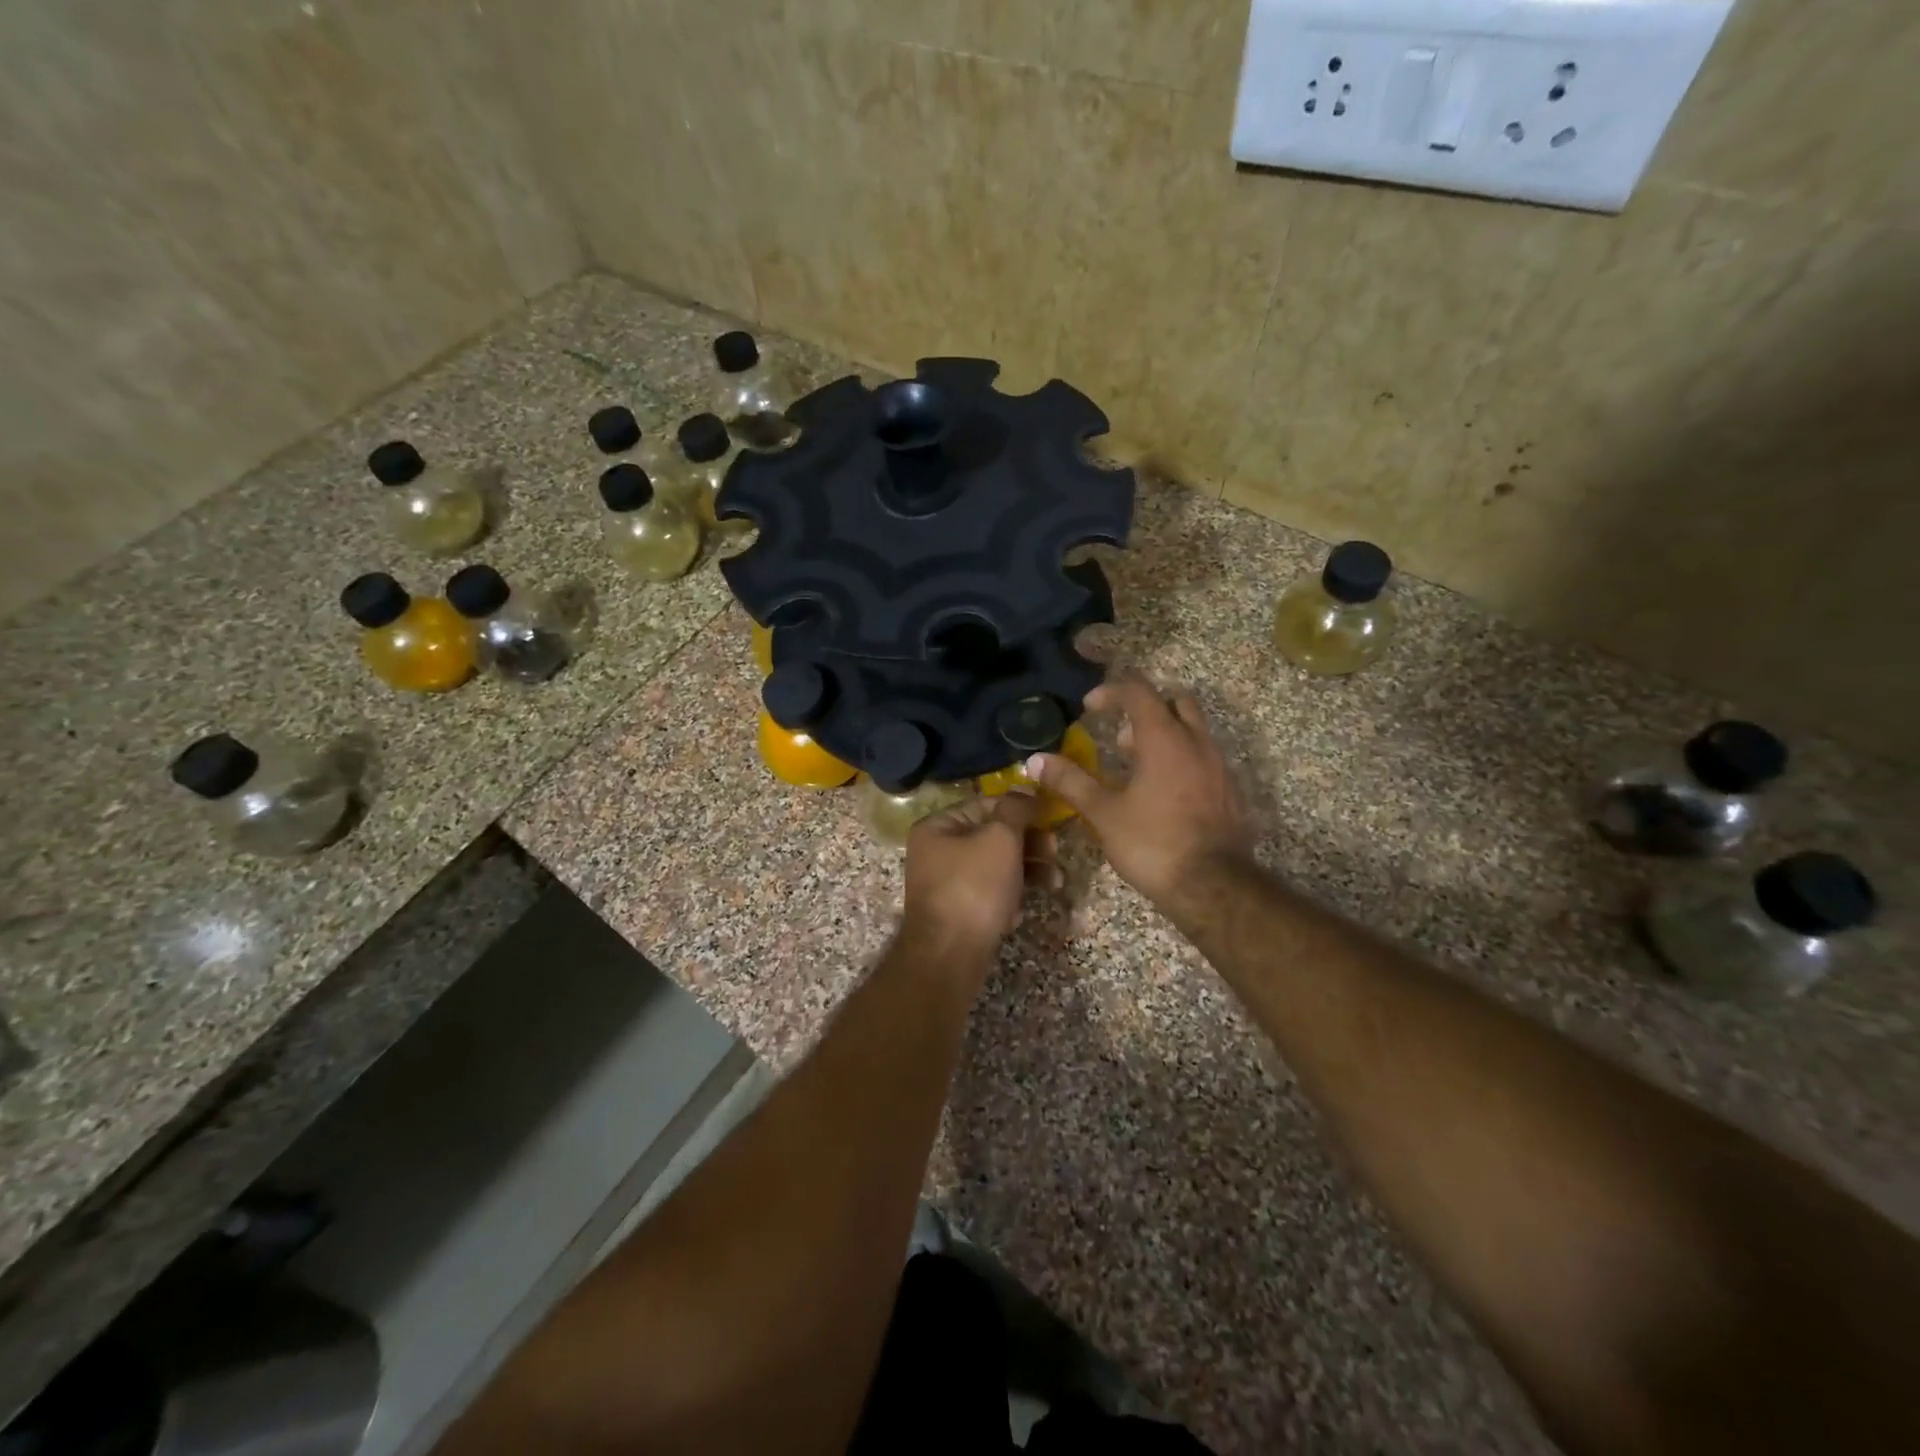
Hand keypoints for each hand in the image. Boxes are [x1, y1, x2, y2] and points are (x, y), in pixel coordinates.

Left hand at [902, 792, 1049, 970]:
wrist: (949, 956)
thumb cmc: (974, 887)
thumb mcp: (1000, 838)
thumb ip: (1015, 809)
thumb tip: (1024, 787)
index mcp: (938, 826)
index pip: (985, 804)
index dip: (1019, 809)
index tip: (1050, 818)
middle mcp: (936, 852)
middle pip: (991, 836)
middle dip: (1028, 844)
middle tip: (1055, 852)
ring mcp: (945, 884)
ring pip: (995, 867)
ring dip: (1027, 871)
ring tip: (1054, 883)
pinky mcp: (958, 913)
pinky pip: (989, 895)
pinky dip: (1009, 898)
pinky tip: (1020, 913)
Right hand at [1028, 675, 1252, 906]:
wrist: (1213, 887)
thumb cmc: (1153, 843)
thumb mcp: (1104, 813)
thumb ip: (1071, 781)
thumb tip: (1035, 760)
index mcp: (1165, 739)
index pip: (1139, 693)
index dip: (1111, 692)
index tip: (1089, 707)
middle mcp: (1197, 743)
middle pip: (1175, 702)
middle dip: (1145, 709)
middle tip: (1119, 736)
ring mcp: (1219, 766)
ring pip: (1193, 730)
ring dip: (1164, 735)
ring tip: (1135, 767)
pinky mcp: (1230, 791)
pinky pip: (1204, 758)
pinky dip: (1181, 760)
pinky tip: (1162, 793)